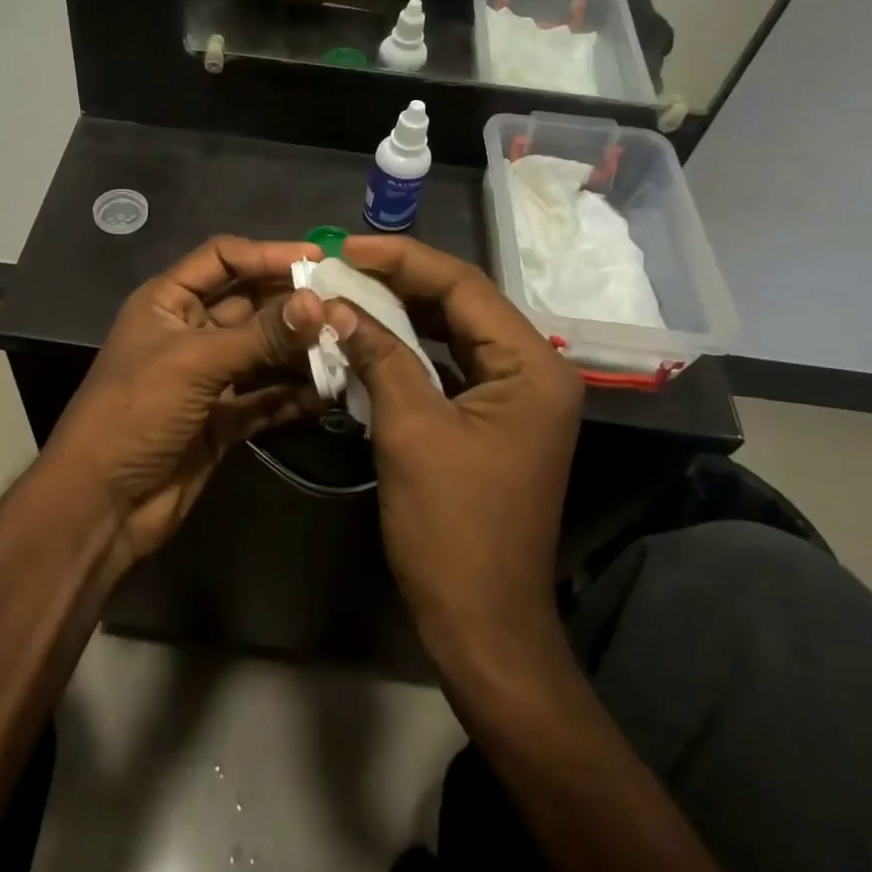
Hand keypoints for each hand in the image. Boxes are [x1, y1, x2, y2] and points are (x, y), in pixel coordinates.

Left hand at [47, 236, 327, 569]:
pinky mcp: (222, 419)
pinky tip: (330, 393)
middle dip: (293, 305)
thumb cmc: (136, 413)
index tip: (318, 259)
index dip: (267, 254)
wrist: (101, 504)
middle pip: (249, 303)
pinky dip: (294, 394)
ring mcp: (207, 377)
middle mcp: (189, 331)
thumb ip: (260, 335)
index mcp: (167, 302)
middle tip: (346, 306)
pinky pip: (265, 397)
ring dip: (300, 350)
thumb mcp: (195, 363)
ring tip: (348, 346)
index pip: (223, 258)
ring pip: (262, 351)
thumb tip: (319, 303)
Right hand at [323, 235, 583, 659]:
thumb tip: (338, 307)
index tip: (346, 249)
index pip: (463, 286)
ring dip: (402, 313)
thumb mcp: (411, 430)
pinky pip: (450, 366)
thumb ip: (380, 357)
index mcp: (531, 366)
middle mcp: (534, 371)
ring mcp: (516, 397)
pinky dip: (411, 350)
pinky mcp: (494, 419)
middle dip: (400, 282)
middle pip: (462, 304)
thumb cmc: (452, 528)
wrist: (483, 623)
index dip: (403, 260)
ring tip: (349, 292)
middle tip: (341, 266)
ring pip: (454, 333)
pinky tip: (370, 339)